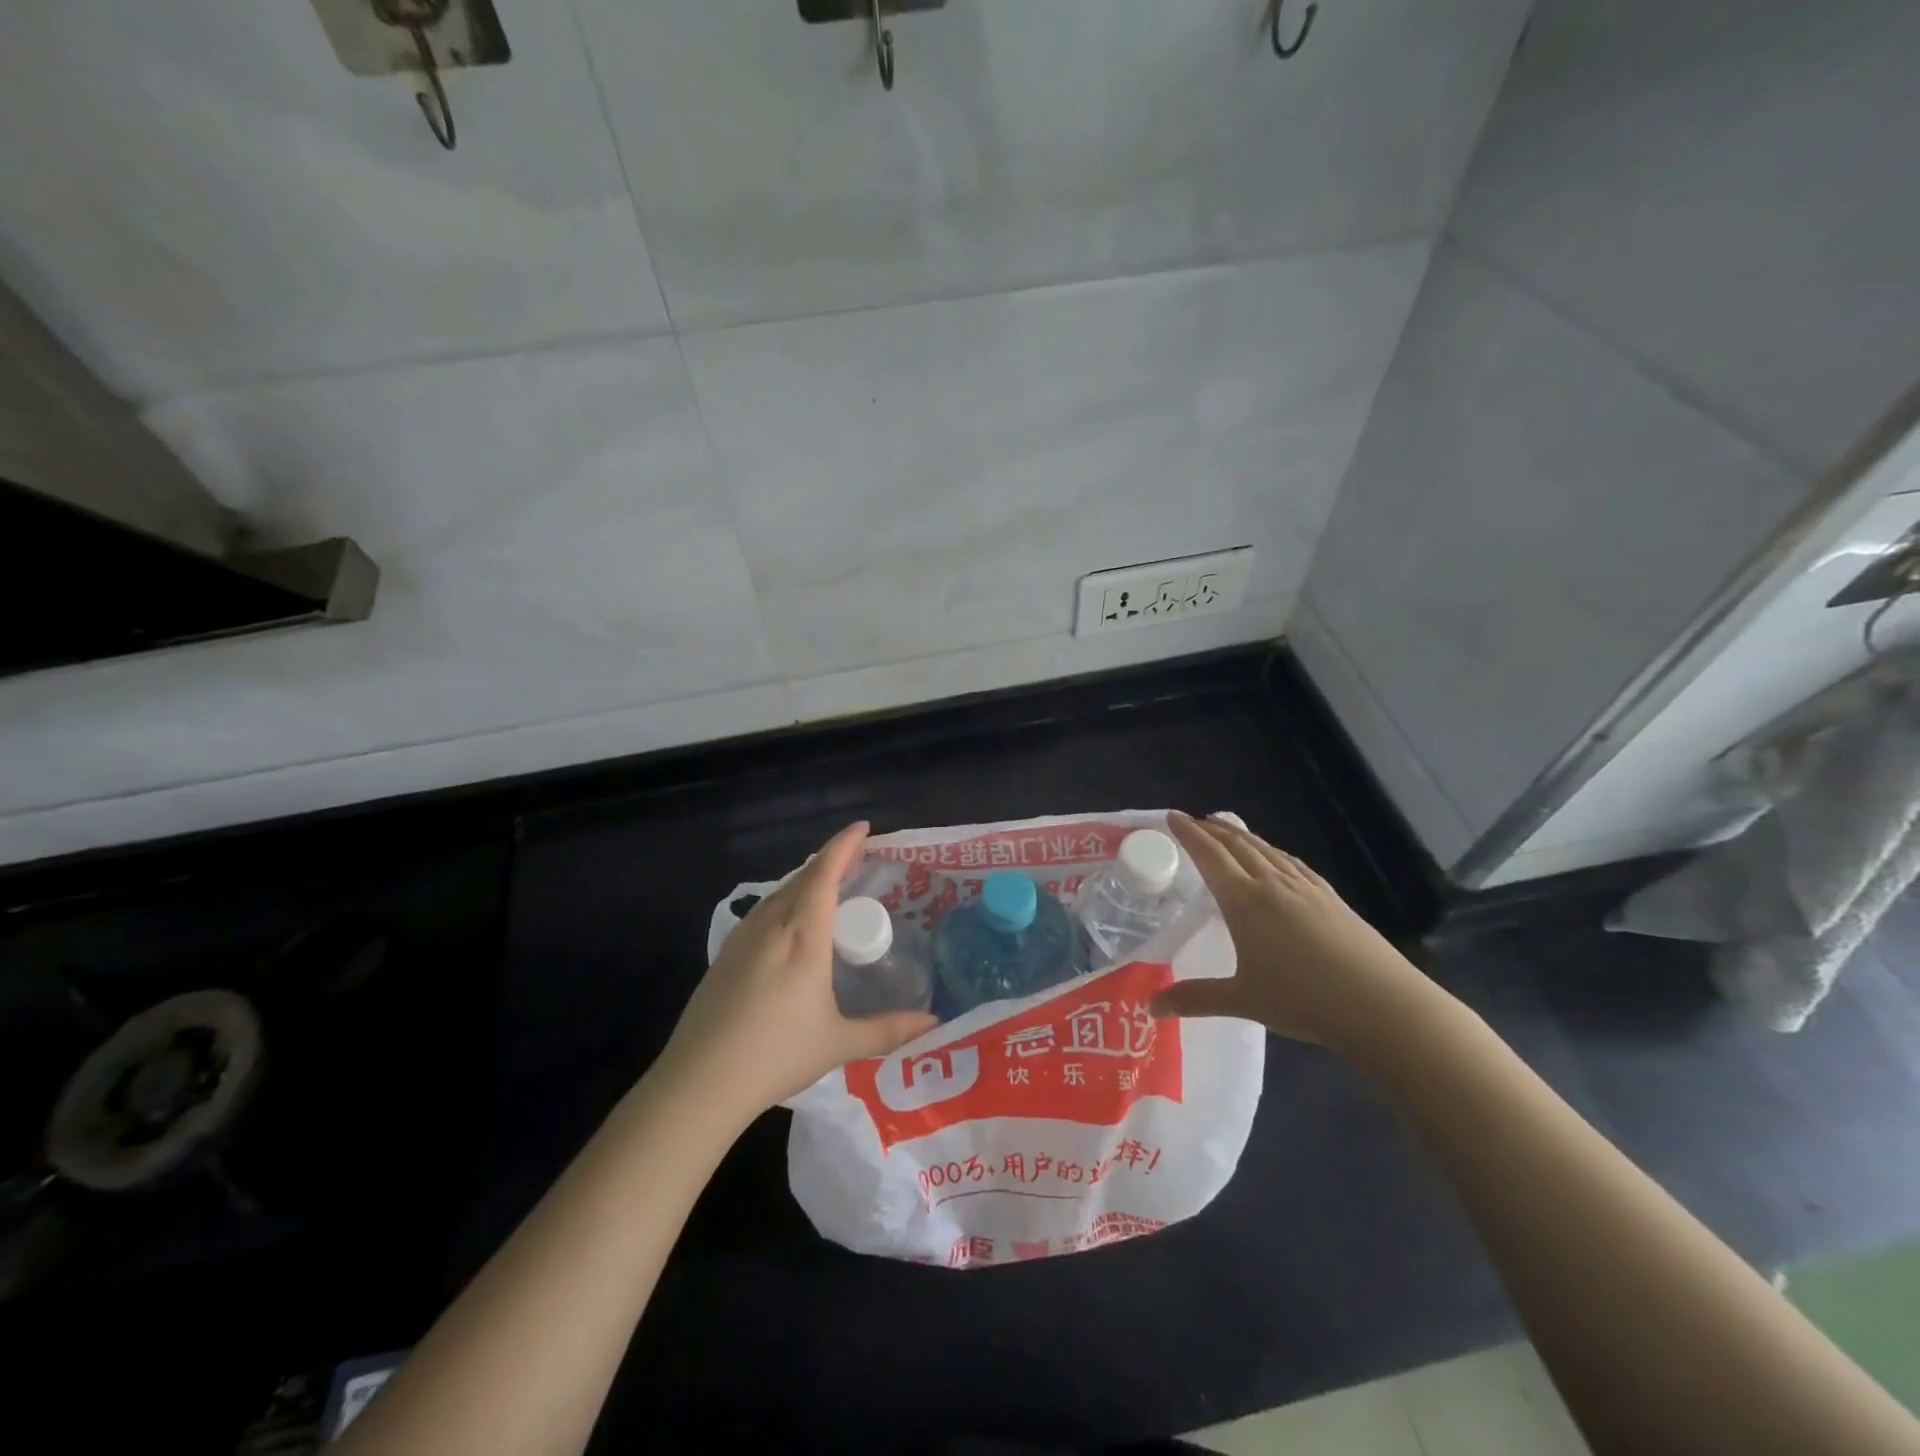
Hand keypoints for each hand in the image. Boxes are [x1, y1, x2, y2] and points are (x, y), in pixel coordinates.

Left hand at [658, 821, 937, 1122]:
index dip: (844, 846)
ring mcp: (742, 939)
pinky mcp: (725, 955)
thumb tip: (933, 1023)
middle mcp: (771, 926)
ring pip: (779, 894)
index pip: (824, 875)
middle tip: (858, 862)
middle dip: (831, 861)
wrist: (699, 1082)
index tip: (862, 827)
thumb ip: (888, 1030)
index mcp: (802, 937)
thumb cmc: (775, 1056)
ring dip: (806, 881)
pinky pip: (763, 912)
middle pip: (802, 878)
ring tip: (829, 890)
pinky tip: (791, 925)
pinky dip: (786, 902)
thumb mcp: (838, 1044)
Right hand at [1148, 811, 1441, 1055]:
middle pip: (1238, 846)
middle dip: (1212, 830)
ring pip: (1267, 851)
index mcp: (1245, 901)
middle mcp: (1273, 885)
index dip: (1188, 834)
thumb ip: (1195, 999)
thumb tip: (1151, 1007)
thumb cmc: (1304, 999)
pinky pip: (1292, 864)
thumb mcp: (1242, 1000)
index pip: (1210, 856)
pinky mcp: (1331, 899)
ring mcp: (1306, 889)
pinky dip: (1273, 852)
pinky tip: (1276, 858)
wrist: (1381, 1004)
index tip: (1171, 816)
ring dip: (1242, 836)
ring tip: (1227, 829)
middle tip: (1193, 821)